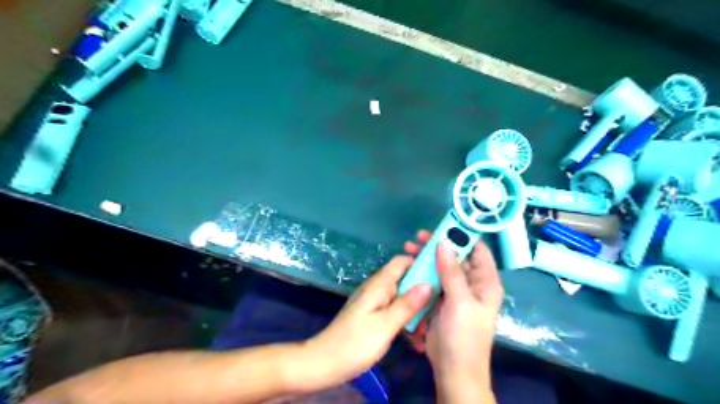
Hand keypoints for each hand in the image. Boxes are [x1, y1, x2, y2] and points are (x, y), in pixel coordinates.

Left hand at [300, 240, 431, 391]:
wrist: (325, 362)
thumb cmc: (355, 343)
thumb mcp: (385, 325)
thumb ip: (407, 304)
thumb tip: (428, 283)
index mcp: (379, 284)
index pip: (402, 261)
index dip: (420, 262)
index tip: (441, 272)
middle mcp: (377, 288)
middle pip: (404, 278)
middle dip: (422, 289)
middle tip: (440, 305)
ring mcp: (375, 302)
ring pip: (401, 296)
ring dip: (416, 307)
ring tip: (429, 325)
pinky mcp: (373, 315)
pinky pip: (394, 309)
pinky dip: (405, 317)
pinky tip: (414, 335)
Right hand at [404, 232, 501, 394]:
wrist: (453, 370)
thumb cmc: (464, 336)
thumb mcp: (460, 302)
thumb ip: (452, 271)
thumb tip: (444, 242)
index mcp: (485, 282)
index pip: (478, 250)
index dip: (463, 235)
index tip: (443, 225)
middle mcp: (473, 283)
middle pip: (456, 256)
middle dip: (437, 245)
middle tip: (417, 237)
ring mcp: (456, 291)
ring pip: (442, 266)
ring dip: (427, 257)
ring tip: (409, 248)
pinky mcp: (442, 299)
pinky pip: (433, 279)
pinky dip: (422, 271)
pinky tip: (409, 265)